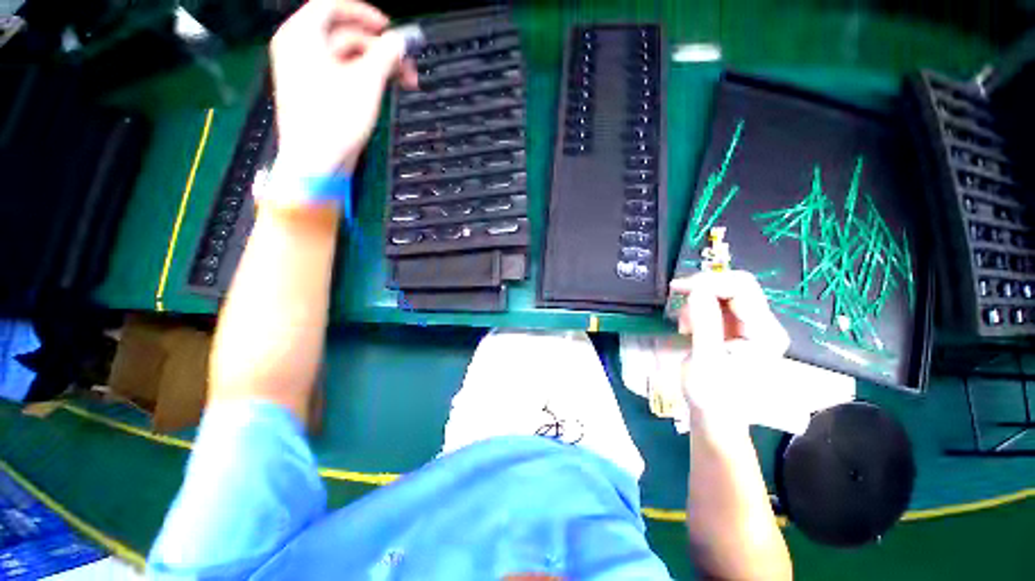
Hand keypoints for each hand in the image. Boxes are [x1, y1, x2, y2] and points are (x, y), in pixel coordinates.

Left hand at [269, 0, 417, 177]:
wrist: (316, 162)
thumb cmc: (335, 120)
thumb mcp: (366, 83)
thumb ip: (386, 55)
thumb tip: (402, 40)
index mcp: (302, 35)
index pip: (332, 5)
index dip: (365, 13)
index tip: (391, 29)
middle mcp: (299, 47)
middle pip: (343, 32)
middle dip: (378, 46)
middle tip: (405, 63)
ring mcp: (306, 71)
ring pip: (345, 55)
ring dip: (376, 65)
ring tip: (401, 81)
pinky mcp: (315, 92)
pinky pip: (341, 73)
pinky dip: (363, 77)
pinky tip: (382, 89)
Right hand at [670, 271, 789, 428]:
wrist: (716, 417)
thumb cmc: (712, 395)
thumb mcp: (705, 361)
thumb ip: (705, 324)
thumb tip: (697, 289)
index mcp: (764, 332)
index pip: (742, 288)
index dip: (709, 282)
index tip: (679, 289)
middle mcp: (762, 324)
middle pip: (736, 285)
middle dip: (703, 288)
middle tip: (678, 299)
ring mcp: (749, 326)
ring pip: (724, 292)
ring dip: (698, 299)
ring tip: (683, 323)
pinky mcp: (735, 329)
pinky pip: (716, 304)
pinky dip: (698, 308)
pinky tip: (688, 325)